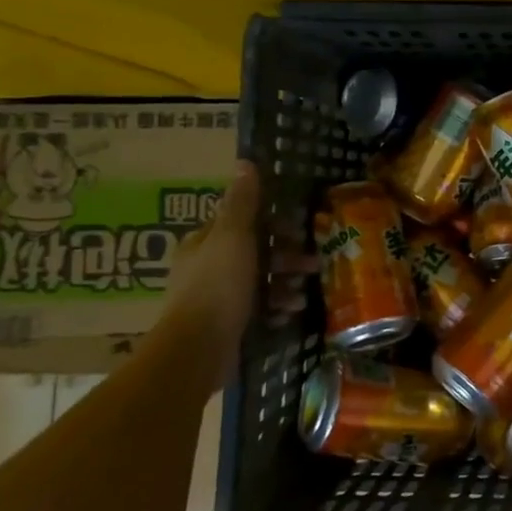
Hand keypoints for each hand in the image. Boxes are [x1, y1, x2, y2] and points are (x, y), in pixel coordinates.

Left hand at [161, 162, 314, 369]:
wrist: (199, 348)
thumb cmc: (218, 285)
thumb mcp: (234, 236)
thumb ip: (243, 202)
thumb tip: (244, 162)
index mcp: (203, 243)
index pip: (242, 223)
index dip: (272, 224)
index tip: (299, 230)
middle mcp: (206, 267)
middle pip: (255, 252)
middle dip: (286, 257)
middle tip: (312, 264)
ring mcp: (215, 297)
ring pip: (259, 281)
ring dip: (285, 284)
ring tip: (303, 294)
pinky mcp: (226, 324)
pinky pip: (257, 308)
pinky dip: (276, 307)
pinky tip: (290, 312)